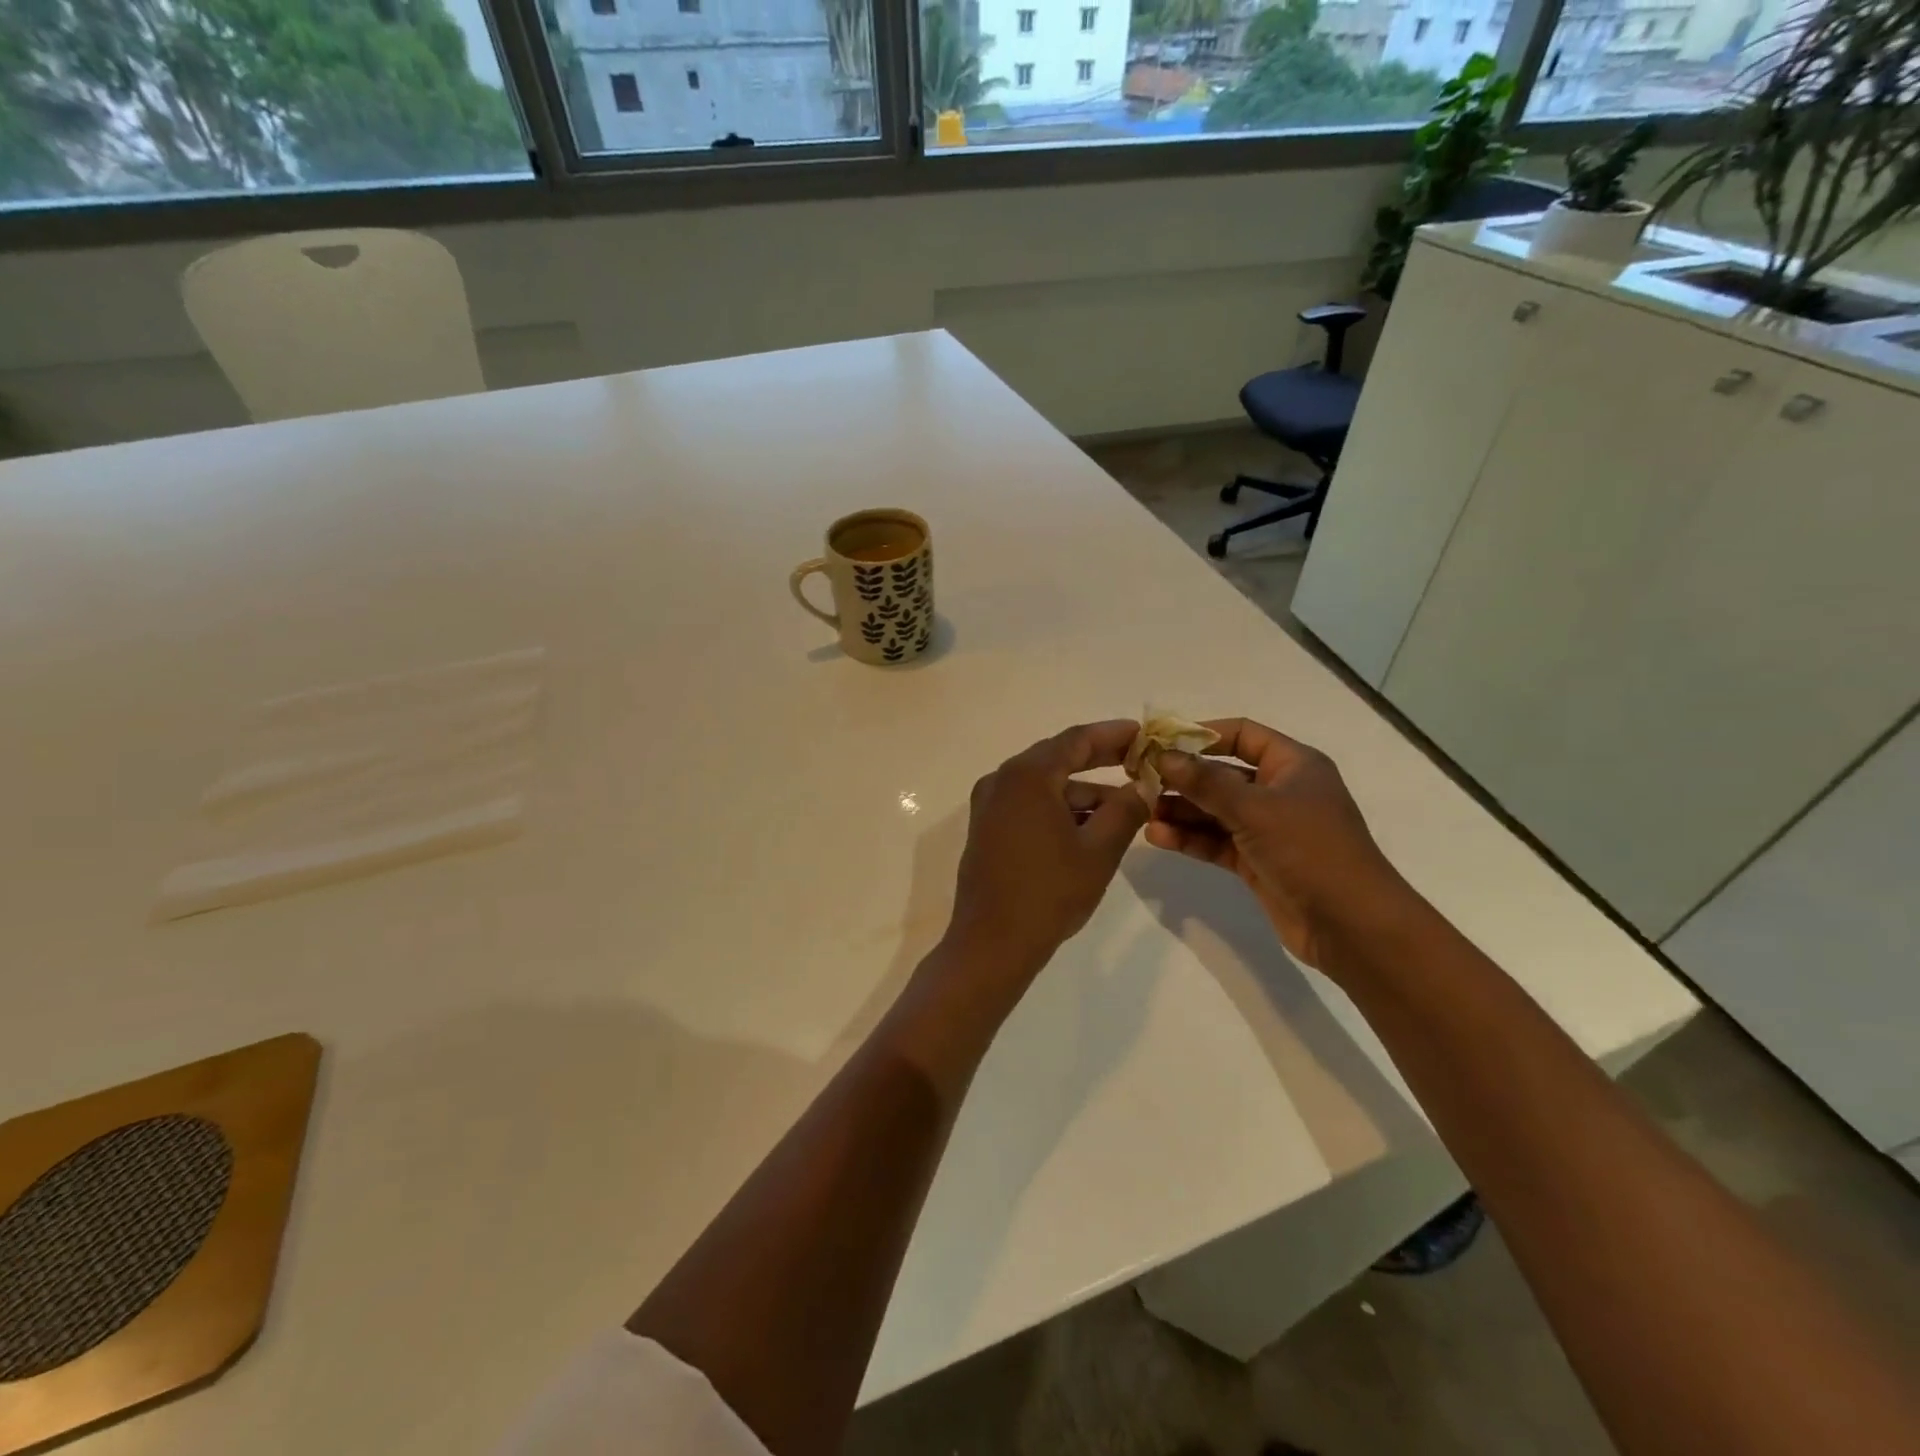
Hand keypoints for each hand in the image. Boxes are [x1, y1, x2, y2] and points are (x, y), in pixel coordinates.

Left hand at [945, 720, 1149, 978]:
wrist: (992, 943)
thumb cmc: (1049, 893)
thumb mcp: (1099, 850)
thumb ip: (1126, 810)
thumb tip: (1144, 785)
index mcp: (1027, 776)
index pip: (1076, 740)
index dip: (1113, 734)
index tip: (1143, 733)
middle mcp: (1002, 780)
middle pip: (1057, 757)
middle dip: (1099, 759)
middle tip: (1138, 761)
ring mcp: (989, 805)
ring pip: (1043, 785)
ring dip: (1081, 791)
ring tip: (1123, 807)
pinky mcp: (986, 828)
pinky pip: (1028, 804)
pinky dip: (1058, 808)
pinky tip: (1088, 827)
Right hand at [1144, 718, 1411, 969]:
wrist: (1351, 925)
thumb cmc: (1310, 850)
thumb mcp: (1255, 809)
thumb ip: (1205, 782)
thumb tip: (1163, 756)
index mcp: (1293, 765)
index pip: (1242, 734)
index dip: (1201, 734)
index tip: (1159, 741)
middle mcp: (1280, 791)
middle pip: (1222, 774)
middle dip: (1182, 777)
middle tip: (1139, 780)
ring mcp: (1267, 828)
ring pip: (1215, 810)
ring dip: (1181, 810)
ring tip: (1143, 811)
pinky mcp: (1256, 861)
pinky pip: (1216, 841)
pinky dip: (1189, 838)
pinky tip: (1157, 836)